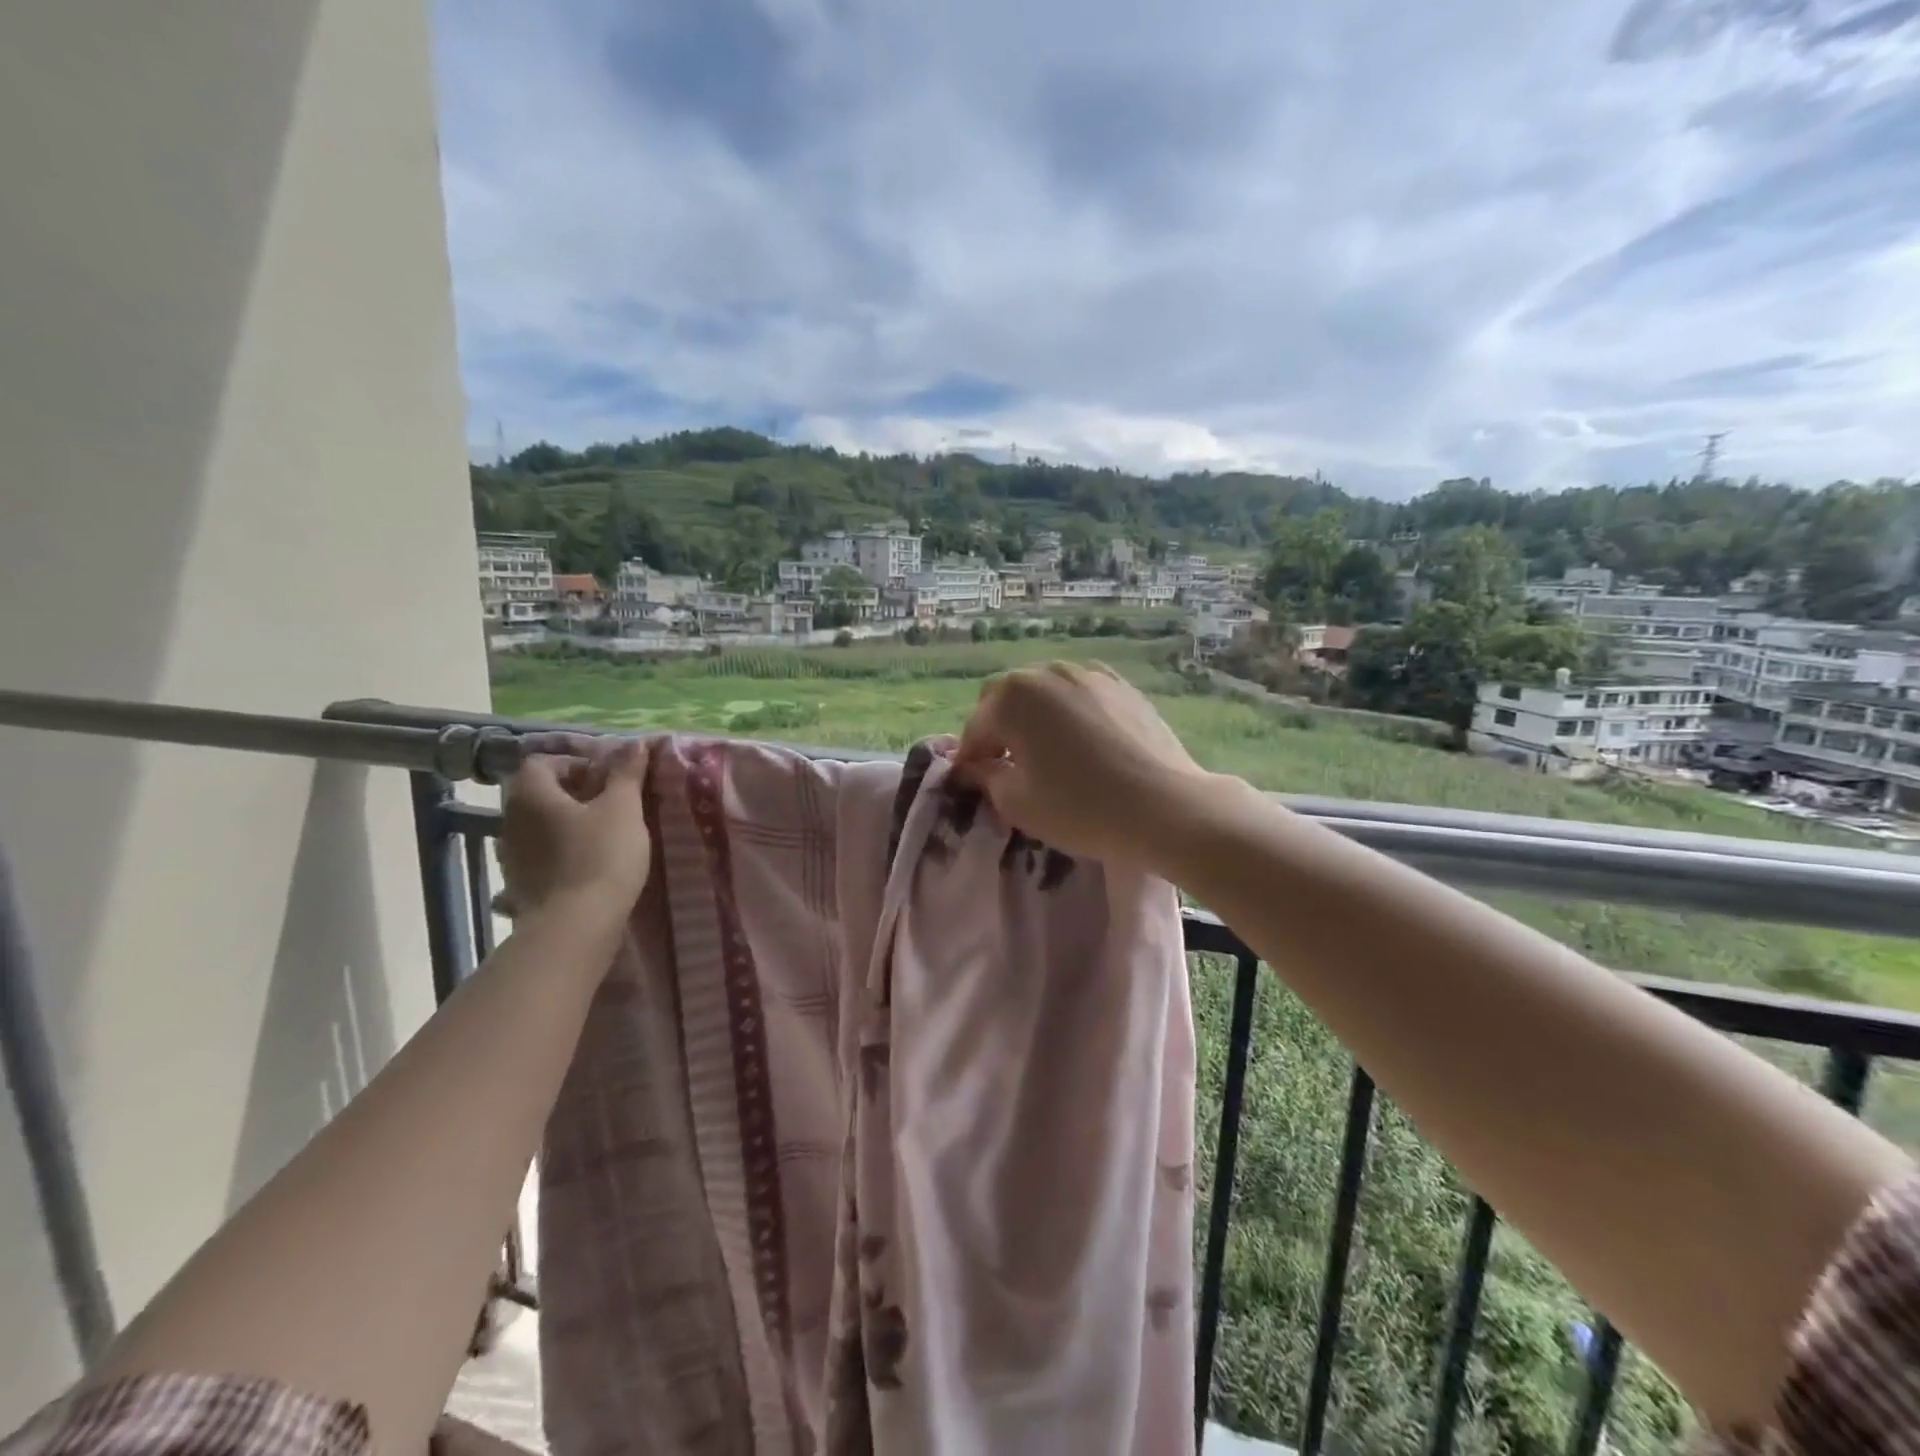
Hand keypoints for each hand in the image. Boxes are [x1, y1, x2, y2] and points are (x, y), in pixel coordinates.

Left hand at [498, 741, 651, 917]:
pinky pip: (541, 855)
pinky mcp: (520, 884)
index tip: (608, 780)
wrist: (577, 926)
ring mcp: (511, 856)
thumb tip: (634, 743)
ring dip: (567, 824)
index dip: (576, 764)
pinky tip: (589, 864)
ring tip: (605, 835)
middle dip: (575, 793)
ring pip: (540, 825)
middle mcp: (511, 820)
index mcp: (531, 794)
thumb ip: (626, 773)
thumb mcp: (624, 808)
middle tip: (613, 804)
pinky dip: (561, 852)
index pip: (543, 762)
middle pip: (540, 793)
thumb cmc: (601, 856)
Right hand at [954, 663, 1209, 867]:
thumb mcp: (1017, 803)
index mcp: (1012, 698)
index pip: (976, 727)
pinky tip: (1082, 740)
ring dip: (1034, 716)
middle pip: (1007, 698)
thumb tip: (977, 766)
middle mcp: (1047, 673)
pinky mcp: (1123, 687)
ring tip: (1045, 751)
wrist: (1164, 806)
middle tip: (1005, 764)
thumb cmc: (1079, 807)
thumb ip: (986, 777)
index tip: (971, 782)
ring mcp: (1089, 675)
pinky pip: (1081, 694)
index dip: (969, 758)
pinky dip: (1070, 712)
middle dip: (998, 728)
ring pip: (1045, 691)